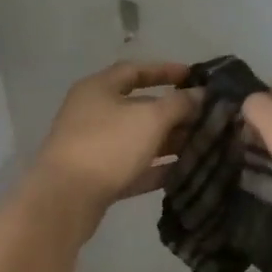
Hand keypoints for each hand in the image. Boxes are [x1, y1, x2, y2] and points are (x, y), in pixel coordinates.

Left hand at [33, 62, 199, 217]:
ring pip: (139, 139)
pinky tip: (185, 172)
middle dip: (174, 112)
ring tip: (203, 145)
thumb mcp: (150, 118)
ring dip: (169, 141)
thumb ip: (179, 103)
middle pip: (140, 106)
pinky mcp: (98, 178)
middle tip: (207, 117)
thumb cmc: (108, 145)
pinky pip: (134, 167)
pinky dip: (157, 168)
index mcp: (99, 89)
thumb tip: (200, 94)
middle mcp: (94, 113)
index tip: (194, 77)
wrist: (64, 200)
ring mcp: (95, 147)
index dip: (165, 71)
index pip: (136, 70)